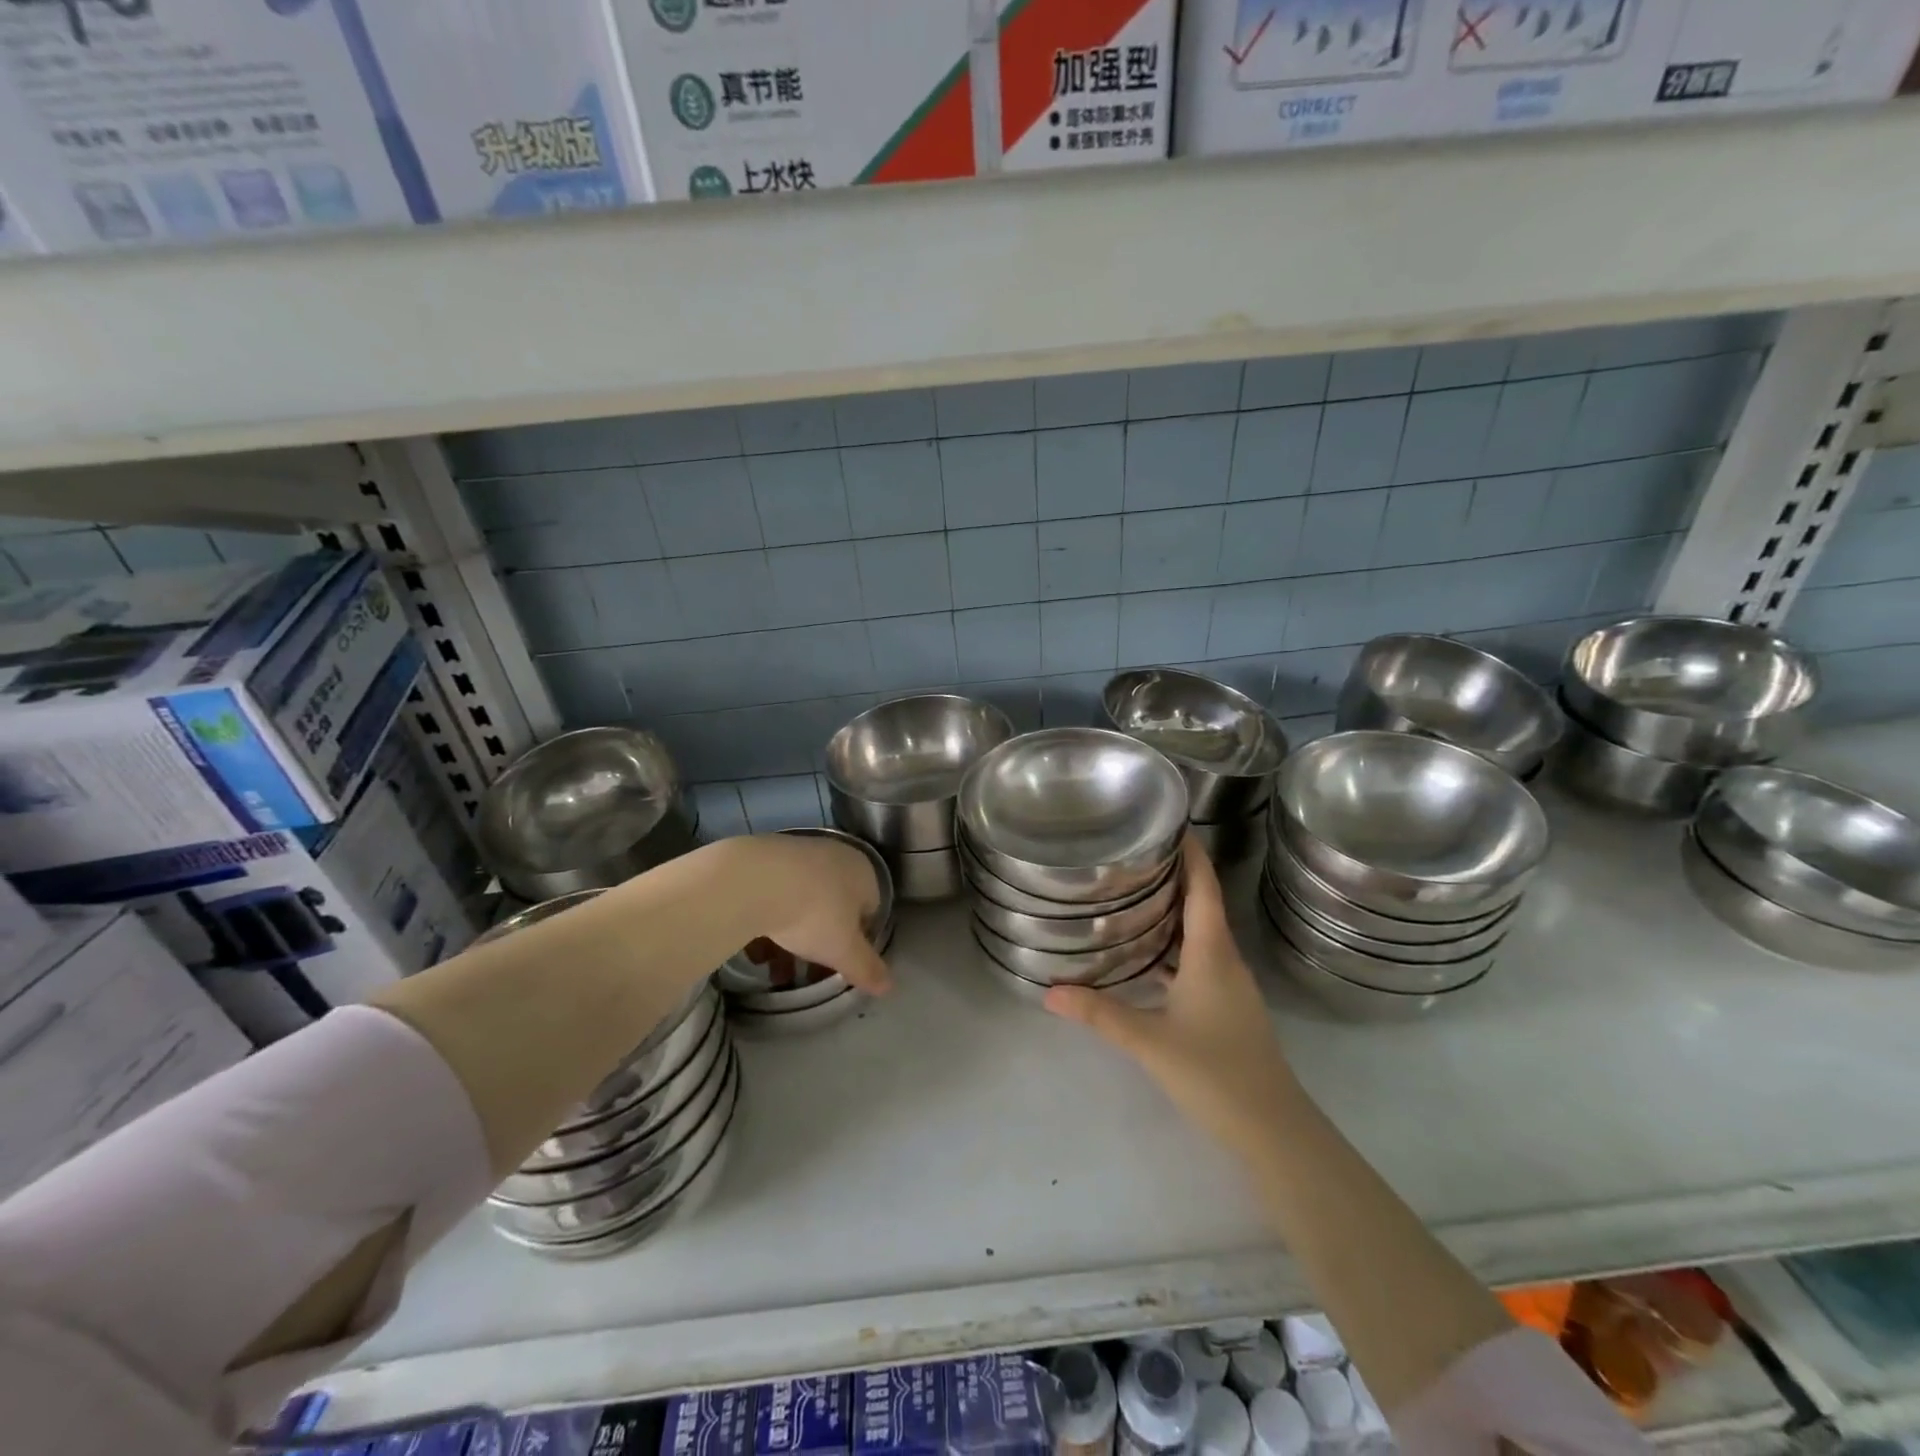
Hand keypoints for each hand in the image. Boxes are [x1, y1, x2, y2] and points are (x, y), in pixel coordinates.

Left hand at [746, 834, 891, 994]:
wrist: (753, 880)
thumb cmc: (814, 914)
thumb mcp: (844, 950)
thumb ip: (866, 968)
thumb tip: (889, 986)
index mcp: (864, 873)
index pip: (870, 911)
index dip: (858, 943)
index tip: (840, 965)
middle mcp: (836, 856)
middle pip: (834, 907)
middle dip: (821, 943)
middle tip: (807, 974)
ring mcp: (800, 852)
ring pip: (803, 902)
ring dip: (792, 938)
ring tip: (775, 971)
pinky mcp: (766, 856)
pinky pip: (775, 895)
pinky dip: (770, 920)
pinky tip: (755, 950)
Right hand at [1045, 836, 1296, 1158]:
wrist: (1273, 1129)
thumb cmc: (1215, 1073)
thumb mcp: (1150, 1041)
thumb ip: (1100, 1014)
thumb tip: (1049, 992)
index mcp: (1212, 953)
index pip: (1204, 888)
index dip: (1191, 854)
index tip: (1167, 823)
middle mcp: (1225, 960)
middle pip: (1202, 903)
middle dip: (1174, 874)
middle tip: (1132, 854)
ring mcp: (1230, 985)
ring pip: (1201, 933)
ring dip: (1174, 910)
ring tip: (1134, 894)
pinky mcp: (1228, 1007)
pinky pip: (1200, 958)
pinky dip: (1176, 945)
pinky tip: (1149, 954)